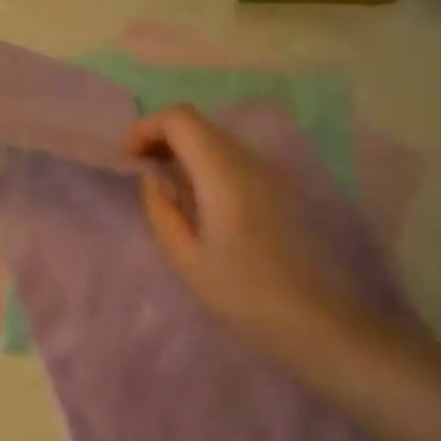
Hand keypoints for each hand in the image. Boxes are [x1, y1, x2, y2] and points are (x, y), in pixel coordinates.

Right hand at [128, 104, 388, 355]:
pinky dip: (203, 162)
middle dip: (160, 136)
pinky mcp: (277, 186)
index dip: (146, 128)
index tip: (127, 160)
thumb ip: (161, 208)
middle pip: (197, 123)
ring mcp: (268, 171)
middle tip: (138, 170)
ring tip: (162, 183)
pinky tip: (195, 196)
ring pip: (214, 138)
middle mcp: (248, 160)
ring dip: (182, 148)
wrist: (312, 320)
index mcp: (223, 174)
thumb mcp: (185, 257)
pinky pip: (231, 157)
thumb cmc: (242, 293)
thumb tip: (152, 176)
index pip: (180, 119)